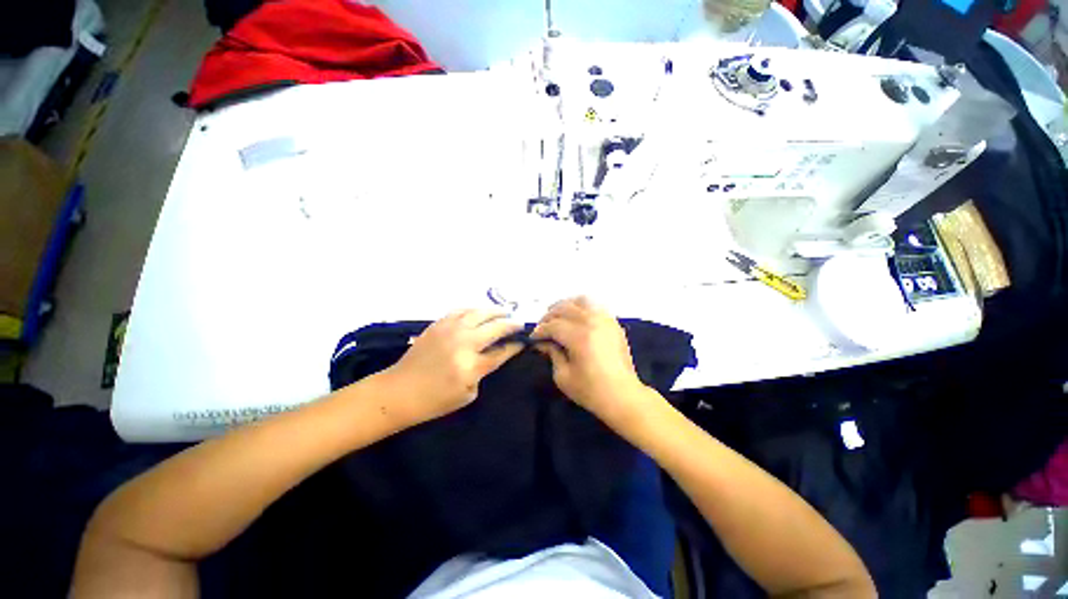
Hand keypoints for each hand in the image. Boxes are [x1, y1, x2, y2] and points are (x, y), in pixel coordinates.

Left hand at [379, 310, 523, 426]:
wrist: (400, 391)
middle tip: (519, 325)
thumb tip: (495, 353)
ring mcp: (450, 330)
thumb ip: (483, 371)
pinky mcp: (439, 324)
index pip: (502, 351)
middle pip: (495, 328)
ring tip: (505, 312)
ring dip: (496, 311)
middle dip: (511, 325)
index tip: (523, 341)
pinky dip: (475, 309)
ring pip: (480, 313)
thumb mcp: (468, 394)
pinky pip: (462, 310)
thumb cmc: (435, 400)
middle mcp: (464, 343)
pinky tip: (480, 312)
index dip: (515, 345)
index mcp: (472, 365)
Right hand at [532, 297, 654, 428]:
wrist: (623, 396)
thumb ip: (551, 353)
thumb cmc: (591, 391)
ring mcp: (606, 320)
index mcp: (580, 337)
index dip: (540, 331)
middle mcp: (593, 322)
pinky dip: (582, 307)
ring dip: (566, 306)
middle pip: (565, 308)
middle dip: (549, 316)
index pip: (553, 325)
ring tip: (557, 316)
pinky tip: (576, 317)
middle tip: (542, 328)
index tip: (533, 338)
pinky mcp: (613, 323)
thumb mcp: (563, 376)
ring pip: (581, 300)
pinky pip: (595, 305)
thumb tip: (542, 342)